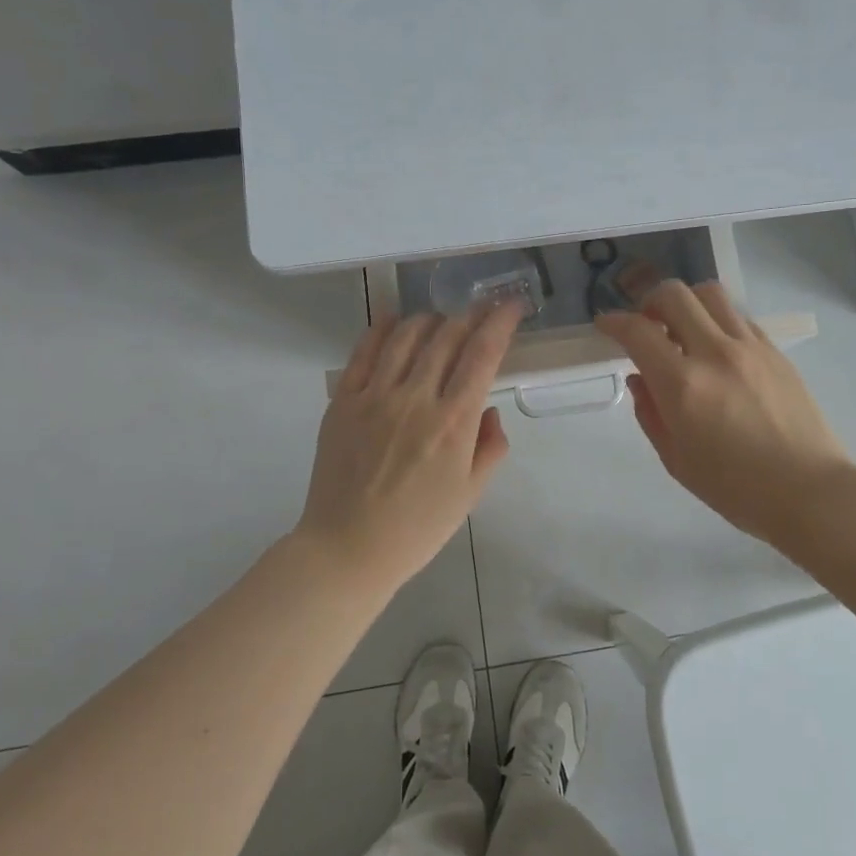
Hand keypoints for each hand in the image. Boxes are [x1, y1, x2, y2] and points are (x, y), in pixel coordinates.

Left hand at [296, 302, 523, 591]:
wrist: (348, 549)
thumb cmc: (417, 528)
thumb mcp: (471, 494)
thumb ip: (490, 446)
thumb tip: (488, 409)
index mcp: (453, 422)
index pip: (483, 354)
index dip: (500, 322)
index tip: (511, 306)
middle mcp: (416, 398)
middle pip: (447, 337)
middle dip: (470, 315)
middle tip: (481, 309)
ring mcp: (375, 396)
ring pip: (406, 336)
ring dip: (429, 319)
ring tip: (440, 318)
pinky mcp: (343, 401)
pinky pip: (363, 352)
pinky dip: (381, 329)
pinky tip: (392, 321)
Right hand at [597, 280, 854, 550]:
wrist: (809, 491)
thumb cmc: (735, 488)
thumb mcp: (676, 460)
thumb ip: (650, 414)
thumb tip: (640, 379)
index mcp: (683, 384)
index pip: (638, 332)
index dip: (614, 322)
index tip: (605, 324)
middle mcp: (715, 353)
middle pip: (674, 294)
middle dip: (649, 301)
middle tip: (645, 324)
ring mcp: (750, 347)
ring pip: (710, 294)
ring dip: (686, 303)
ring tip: (682, 329)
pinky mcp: (775, 351)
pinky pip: (738, 317)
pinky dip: (717, 320)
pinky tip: (716, 348)